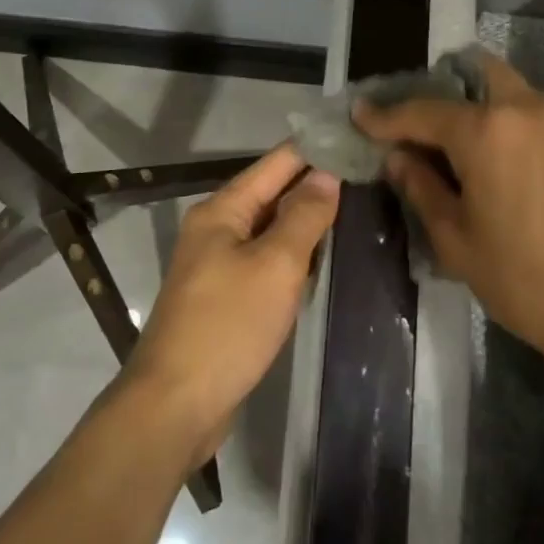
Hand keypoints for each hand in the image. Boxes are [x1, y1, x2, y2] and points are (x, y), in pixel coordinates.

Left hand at [126, 145, 339, 463]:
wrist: (176, 404)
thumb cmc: (228, 325)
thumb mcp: (275, 265)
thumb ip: (304, 216)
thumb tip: (327, 175)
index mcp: (222, 211)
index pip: (276, 164)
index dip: (315, 150)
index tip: (356, 139)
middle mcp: (216, 230)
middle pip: (272, 194)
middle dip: (314, 184)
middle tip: (367, 175)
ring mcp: (218, 264)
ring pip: (270, 230)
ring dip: (306, 220)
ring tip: (355, 207)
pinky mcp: (225, 298)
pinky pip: (265, 261)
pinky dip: (293, 255)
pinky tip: (322, 258)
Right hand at [354, 54, 543, 380]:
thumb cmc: (529, 282)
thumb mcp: (458, 243)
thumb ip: (422, 189)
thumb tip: (400, 158)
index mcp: (487, 132)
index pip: (422, 110)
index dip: (385, 114)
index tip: (361, 113)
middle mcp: (532, 112)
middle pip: (483, 74)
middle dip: (450, 88)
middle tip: (431, 123)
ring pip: (523, 101)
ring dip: (494, 116)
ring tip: (484, 159)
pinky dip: (532, 143)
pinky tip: (535, 185)